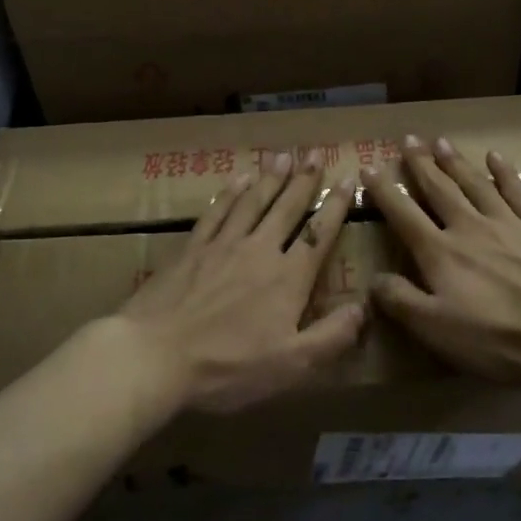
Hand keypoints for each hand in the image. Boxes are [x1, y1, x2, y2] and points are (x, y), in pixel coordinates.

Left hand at [110, 151, 362, 414]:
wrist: (156, 356)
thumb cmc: (227, 366)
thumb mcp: (291, 365)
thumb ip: (331, 336)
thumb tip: (364, 307)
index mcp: (287, 279)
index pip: (318, 233)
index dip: (336, 206)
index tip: (348, 179)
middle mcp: (259, 251)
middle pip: (287, 208)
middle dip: (304, 180)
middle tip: (316, 153)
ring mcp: (222, 245)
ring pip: (253, 202)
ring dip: (270, 178)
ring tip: (283, 156)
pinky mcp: (191, 249)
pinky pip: (216, 212)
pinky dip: (230, 193)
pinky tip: (238, 180)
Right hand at [365, 135, 520, 391]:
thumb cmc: (500, 340)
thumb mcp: (438, 331)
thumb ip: (402, 302)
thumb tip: (373, 279)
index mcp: (441, 254)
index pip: (404, 215)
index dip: (384, 192)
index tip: (369, 168)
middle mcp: (470, 227)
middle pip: (439, 190)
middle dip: (420, 164)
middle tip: (408, 139)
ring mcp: (509, 223)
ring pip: (475, 183)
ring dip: (455, 162)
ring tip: (440, 141)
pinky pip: (518, 191)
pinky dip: (505, 173)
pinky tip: (496, 157)